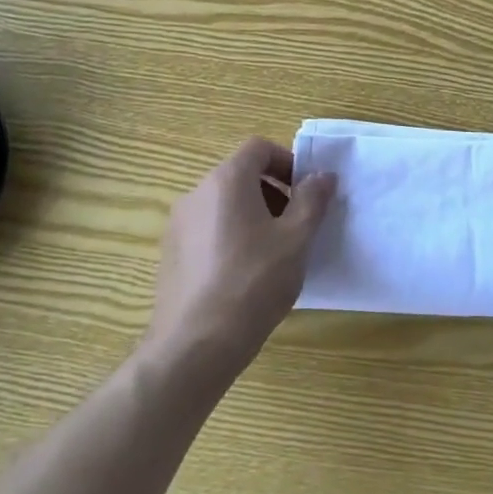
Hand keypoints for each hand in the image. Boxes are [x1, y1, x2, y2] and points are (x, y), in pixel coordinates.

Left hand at [143, 138, 336, 383]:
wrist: (195, 345)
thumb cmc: (253, 282)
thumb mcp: (296, 239)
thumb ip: (312, 200)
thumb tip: (323, 175)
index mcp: (226, 180)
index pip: (258, 148)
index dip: (287, 162)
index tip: (305, 193)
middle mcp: (196, 193)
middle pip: (240, 175)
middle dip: (273, 192)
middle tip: (295, 226)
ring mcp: (177, 224)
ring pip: (223, 204)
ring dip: (252, 215)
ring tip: (272, 254)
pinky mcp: (169, 254)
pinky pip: (206, 229)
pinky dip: (229, 236)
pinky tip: (244, 276)